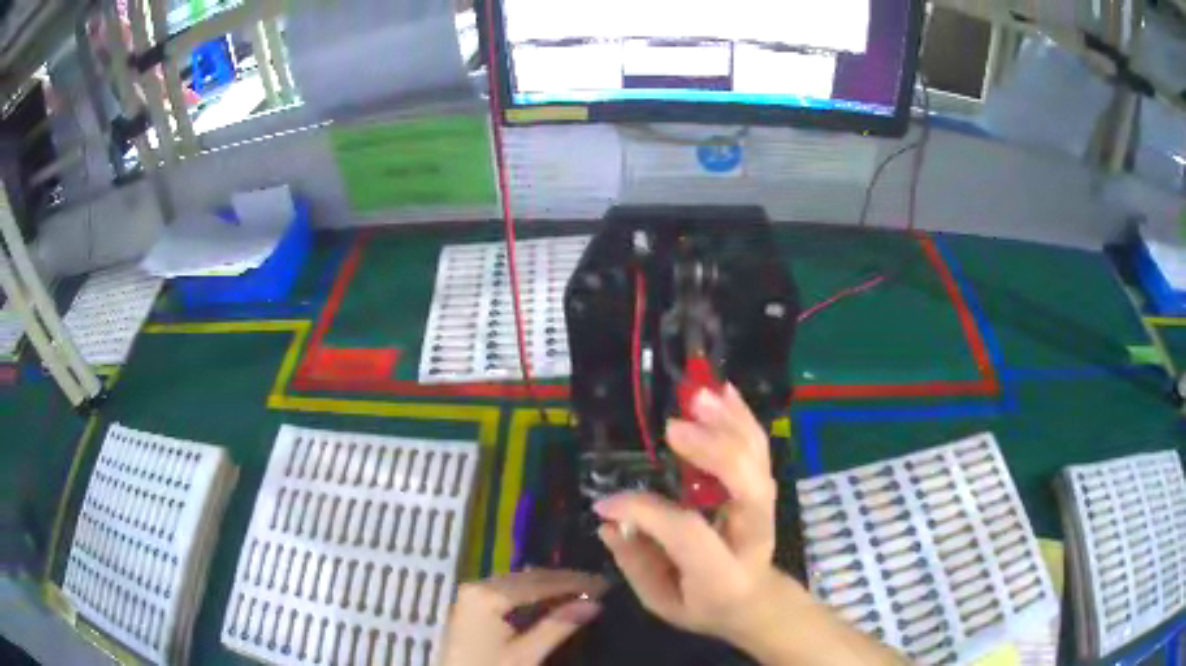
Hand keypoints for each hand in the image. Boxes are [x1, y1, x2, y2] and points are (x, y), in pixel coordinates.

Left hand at [439, 569, 607, 665]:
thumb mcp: (526, 655)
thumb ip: (558, 626)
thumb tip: (594, 602)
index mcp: (488, 594)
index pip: (540, 582)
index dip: (575, 582)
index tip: (606, 584)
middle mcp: (477, 585)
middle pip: (529, 578)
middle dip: (564, 582)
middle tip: (599, 588)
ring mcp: (472, 594)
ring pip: (519, 583)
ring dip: (550, 587)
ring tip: (582, 594)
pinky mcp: (471, 606)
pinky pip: (508, 592)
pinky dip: (532, 596)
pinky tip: (552, 603)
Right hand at [593, 384, 787, 643]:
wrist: (754, 601)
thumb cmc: (702, 604)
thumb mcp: (660, 600)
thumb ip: (635, 562)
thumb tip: (609, 519)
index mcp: (722, 575)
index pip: (687, 533)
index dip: (645, 511)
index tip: (607, 502)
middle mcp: (752, 536)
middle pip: (747, 488)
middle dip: (714, 452)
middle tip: (673, 427)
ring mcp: (766, 509)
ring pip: (757, 461)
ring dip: (729, 424)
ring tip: (697, 395)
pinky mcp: (766, 489)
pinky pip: (759, 449)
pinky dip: (743, 418)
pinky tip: (723, 392)